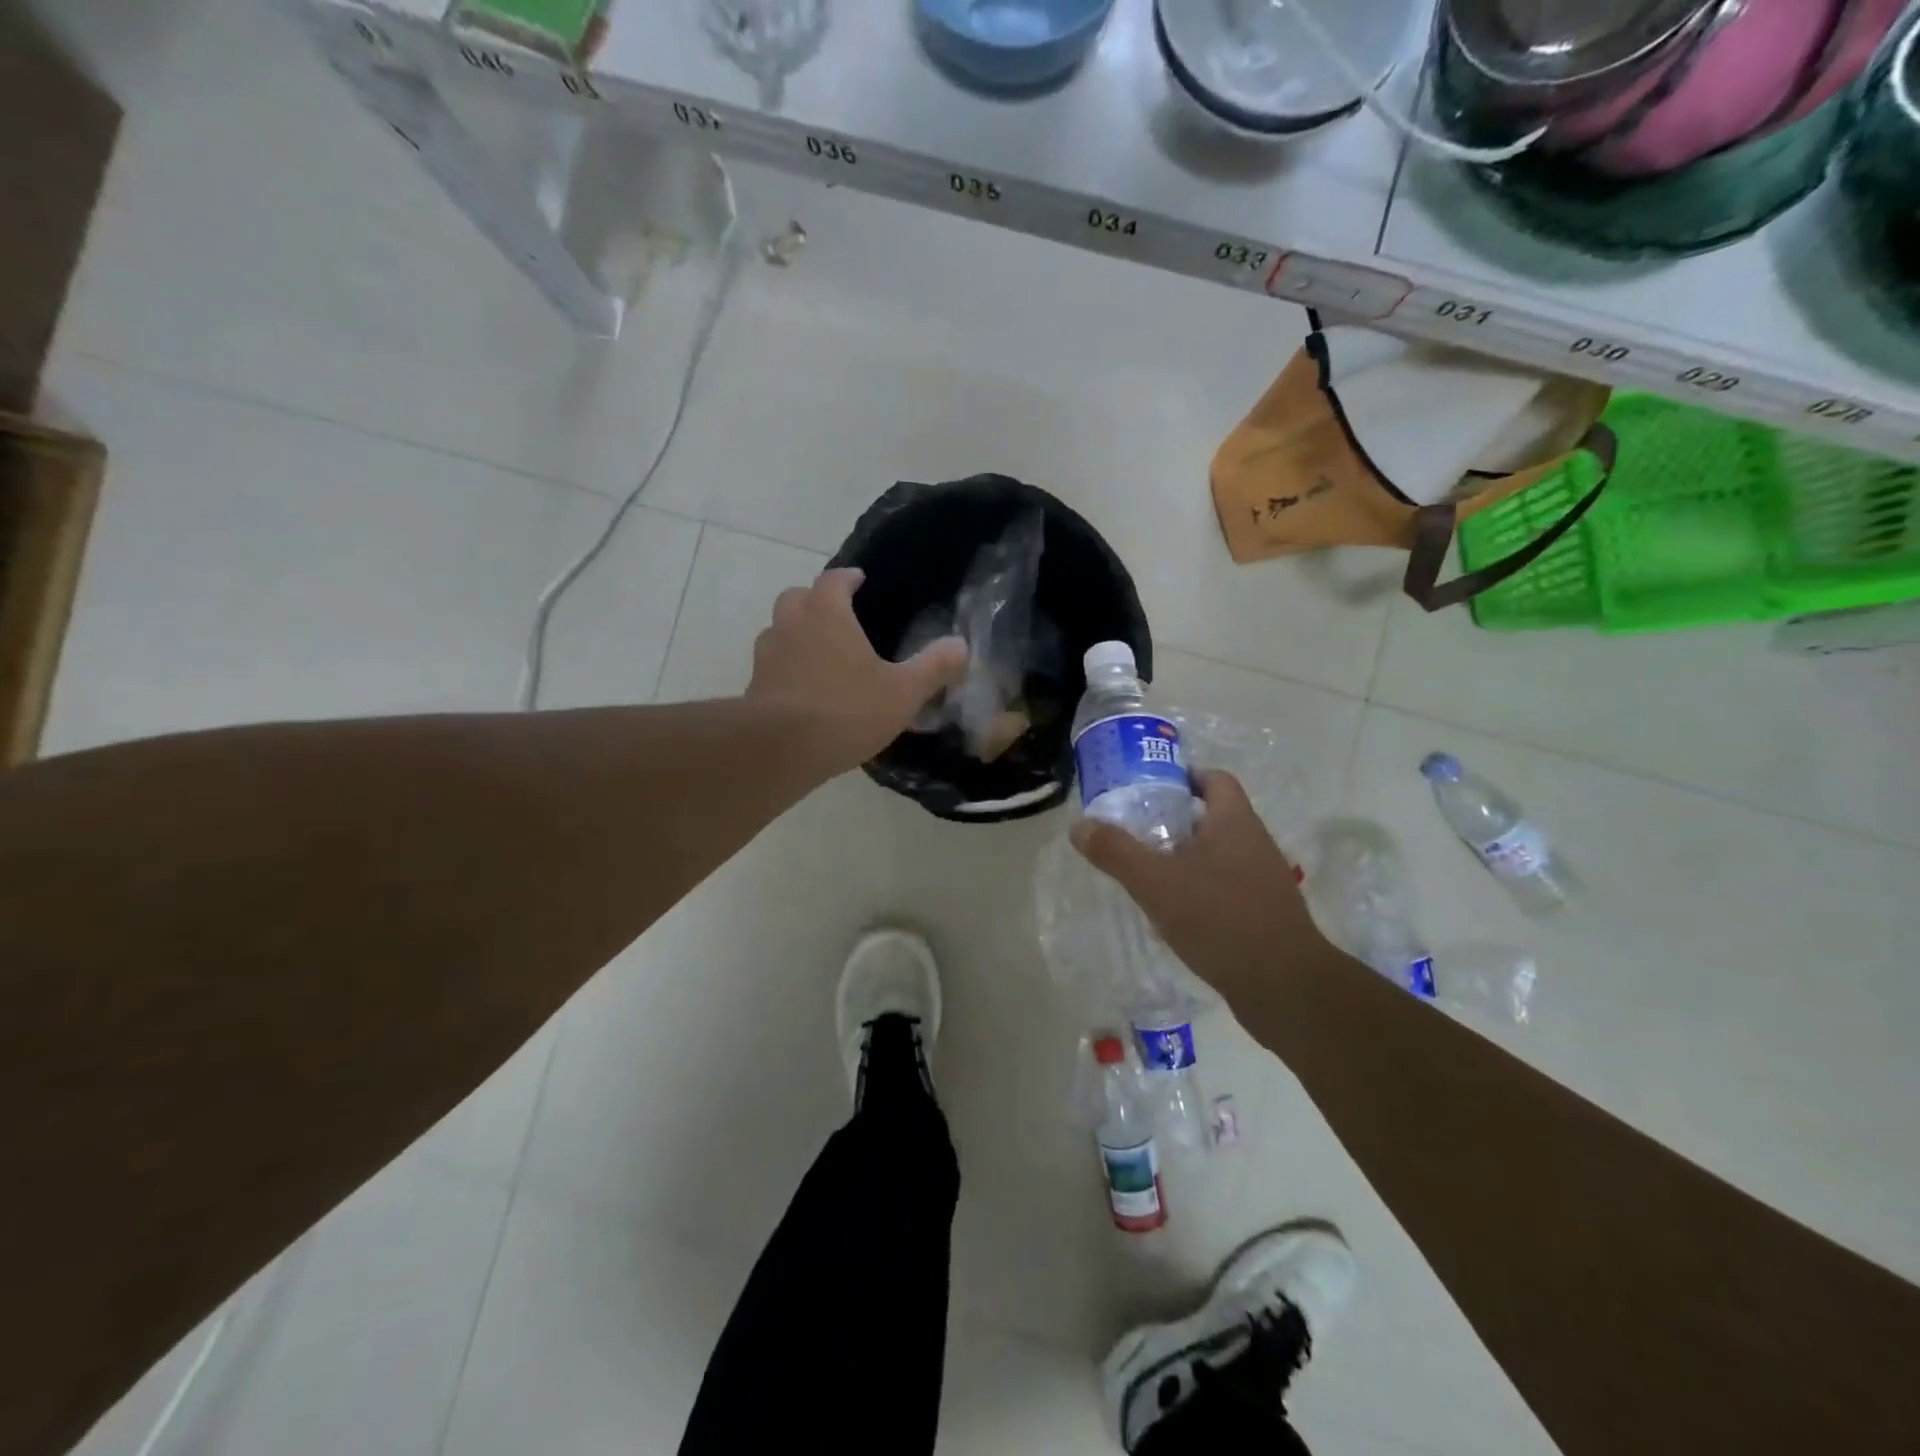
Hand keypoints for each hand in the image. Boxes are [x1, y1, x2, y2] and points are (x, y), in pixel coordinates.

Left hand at [747, 568, 967, 770]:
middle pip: (796, 597)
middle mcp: (791, 625)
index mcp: (827, 614)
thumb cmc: (846, 711)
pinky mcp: (754, 687)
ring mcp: (767, 655)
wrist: (780, 749)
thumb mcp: (903, 692)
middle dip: (815, 599)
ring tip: (818, 652)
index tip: (859, 580)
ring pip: (777, 629)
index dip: (847, 577)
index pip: (833, 580)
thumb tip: (962, 646)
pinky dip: (785, 667)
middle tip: (836, 614)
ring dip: (795, 632)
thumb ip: (933, 667)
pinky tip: (803, 689)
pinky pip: (771, 665)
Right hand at [1070, 769, 1323, 1006]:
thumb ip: (1116, 851)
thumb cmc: (1219, 918)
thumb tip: (1079, 826)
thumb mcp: (1155, 882)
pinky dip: (1199, 890)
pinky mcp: (1265, 914)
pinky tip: (1174, 914)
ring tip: (1147, 873)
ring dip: (1185, 858)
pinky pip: (1226, 888)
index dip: (1184, 776)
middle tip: (1136, 831)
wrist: (1283, 986)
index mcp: (1235, 822)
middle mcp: (1255, 843)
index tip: (1150, 788)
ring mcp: (1264, 880)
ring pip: (1218, 855)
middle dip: (1174, 821)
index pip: (1215, 779)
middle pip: (1213, 816)